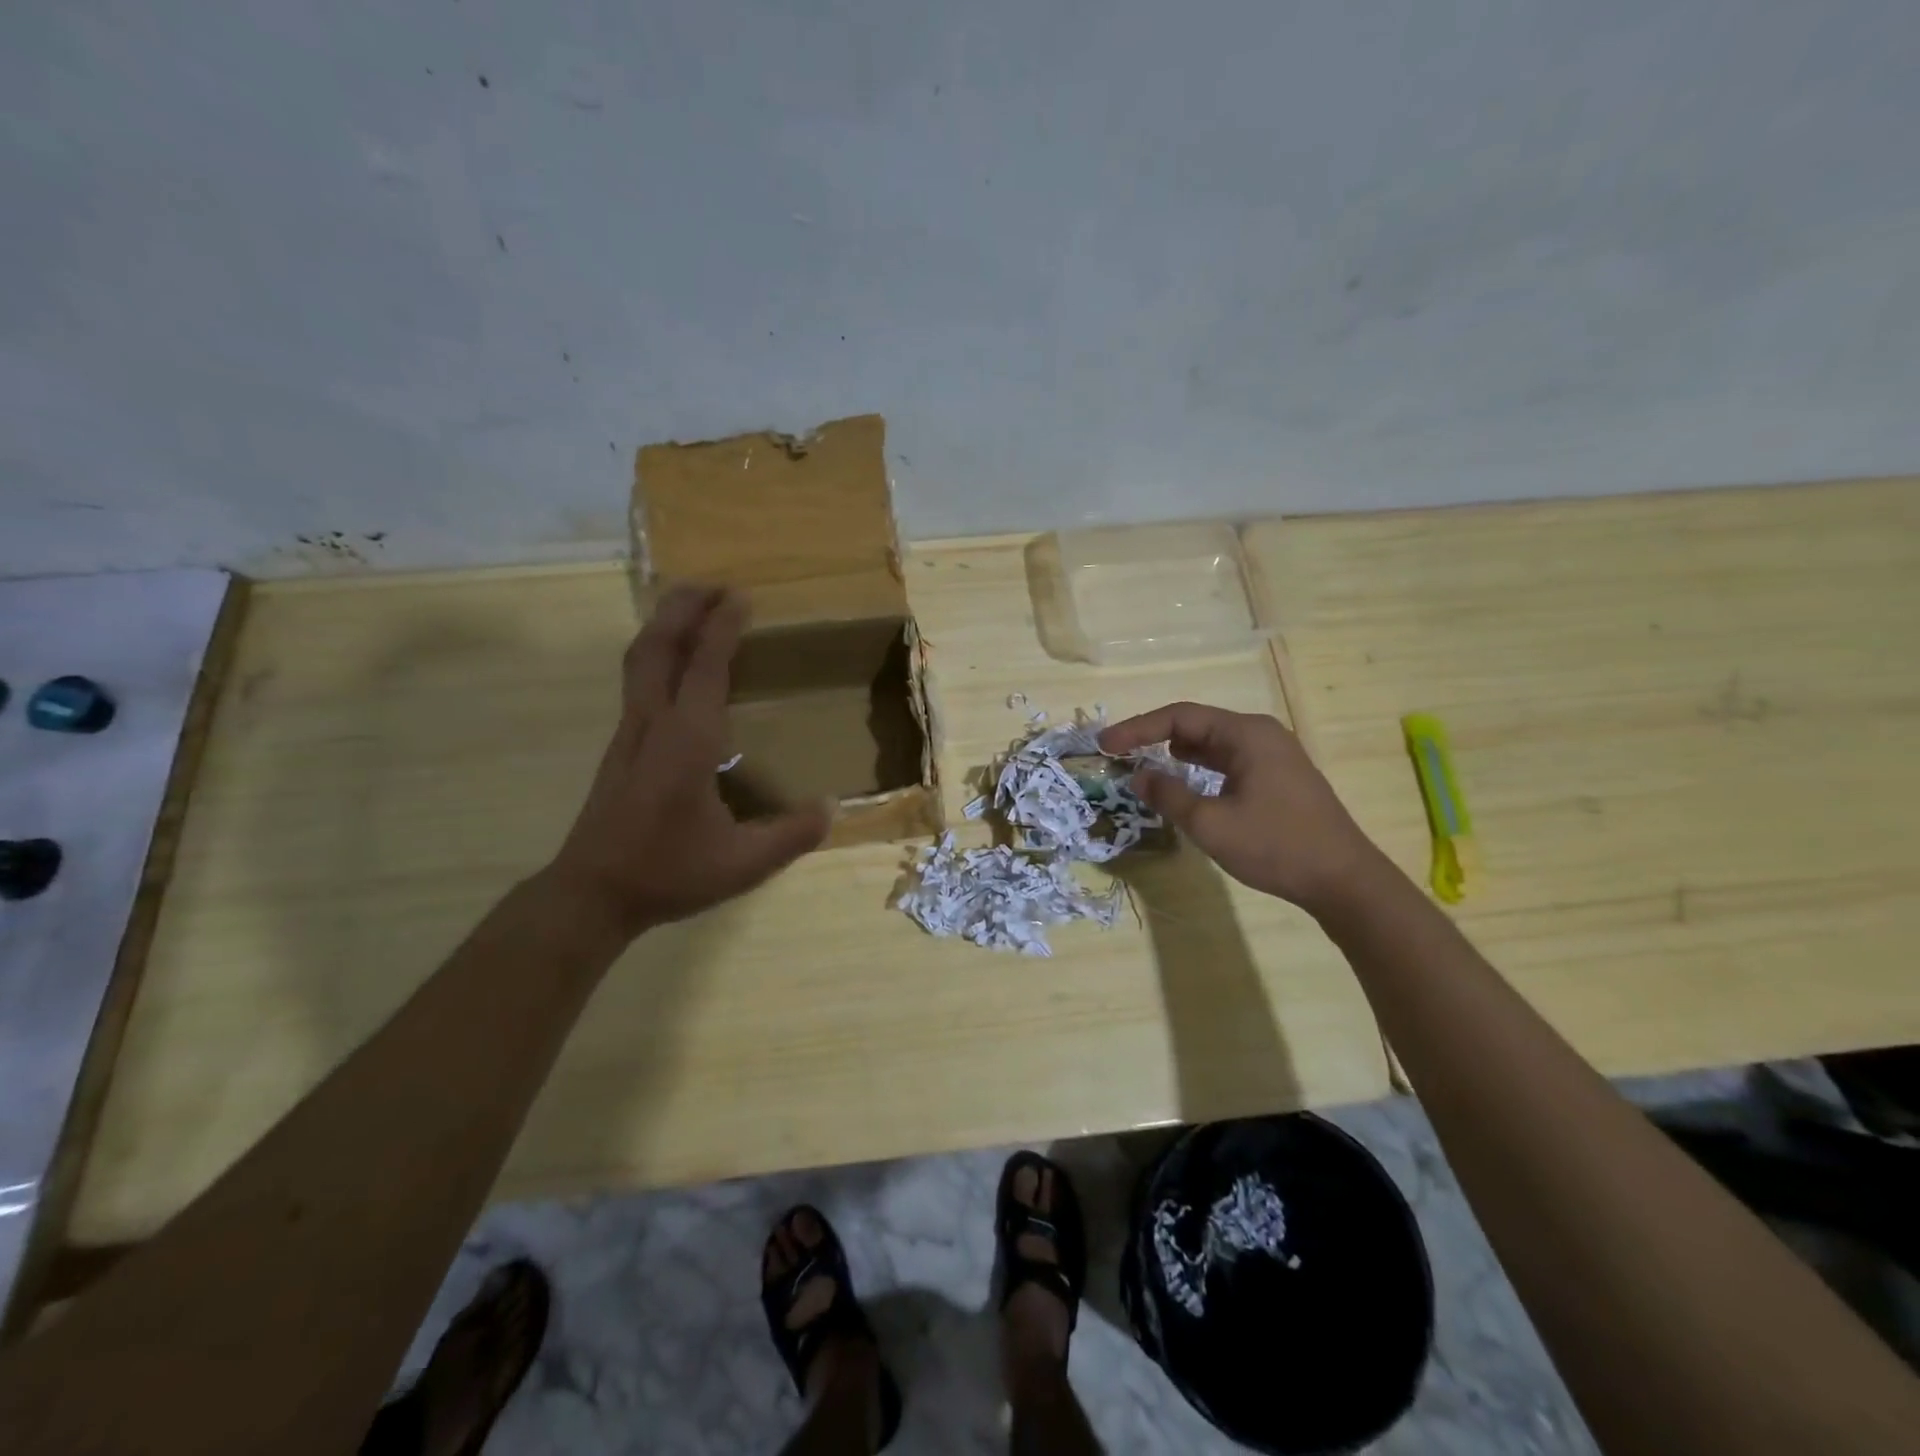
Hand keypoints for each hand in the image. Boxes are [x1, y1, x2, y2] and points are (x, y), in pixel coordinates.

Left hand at [547, 586, 831, 935]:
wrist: (592, 894)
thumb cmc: (668, 873)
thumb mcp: (744, 863)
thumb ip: (793, 834)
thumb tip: (833, 807)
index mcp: (687, 741)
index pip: (705, 667)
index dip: (723, 627)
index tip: (741, 596)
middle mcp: (652, 724)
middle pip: (658, 646)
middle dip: (682, 607)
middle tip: (713, 585)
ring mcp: (629, 733)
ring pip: (639, 659)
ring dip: (664, 625)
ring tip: (691, 607)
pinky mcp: (621, 747)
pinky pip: (637, 680)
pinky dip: (656, 653)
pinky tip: (675, 666)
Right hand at [1100, 702, 1381, 916]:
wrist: (1343, 880)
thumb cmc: (1275, 846)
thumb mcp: (1210, 824)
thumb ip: (1168, 795)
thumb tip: (1137, 775)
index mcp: (1246, 734)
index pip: (1179, 717)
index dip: (1137, 729)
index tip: (1105, 746)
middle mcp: (1261, 734)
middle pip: (1196, 724)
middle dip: (1154, 737)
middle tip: (1119, 753)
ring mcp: (1274, 754)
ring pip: (1213, 742)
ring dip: (1177, 750)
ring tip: (1144, 761)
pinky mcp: (1279, 776)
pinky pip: (1229, 759)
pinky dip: (1201, 765)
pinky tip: (1185, 776)